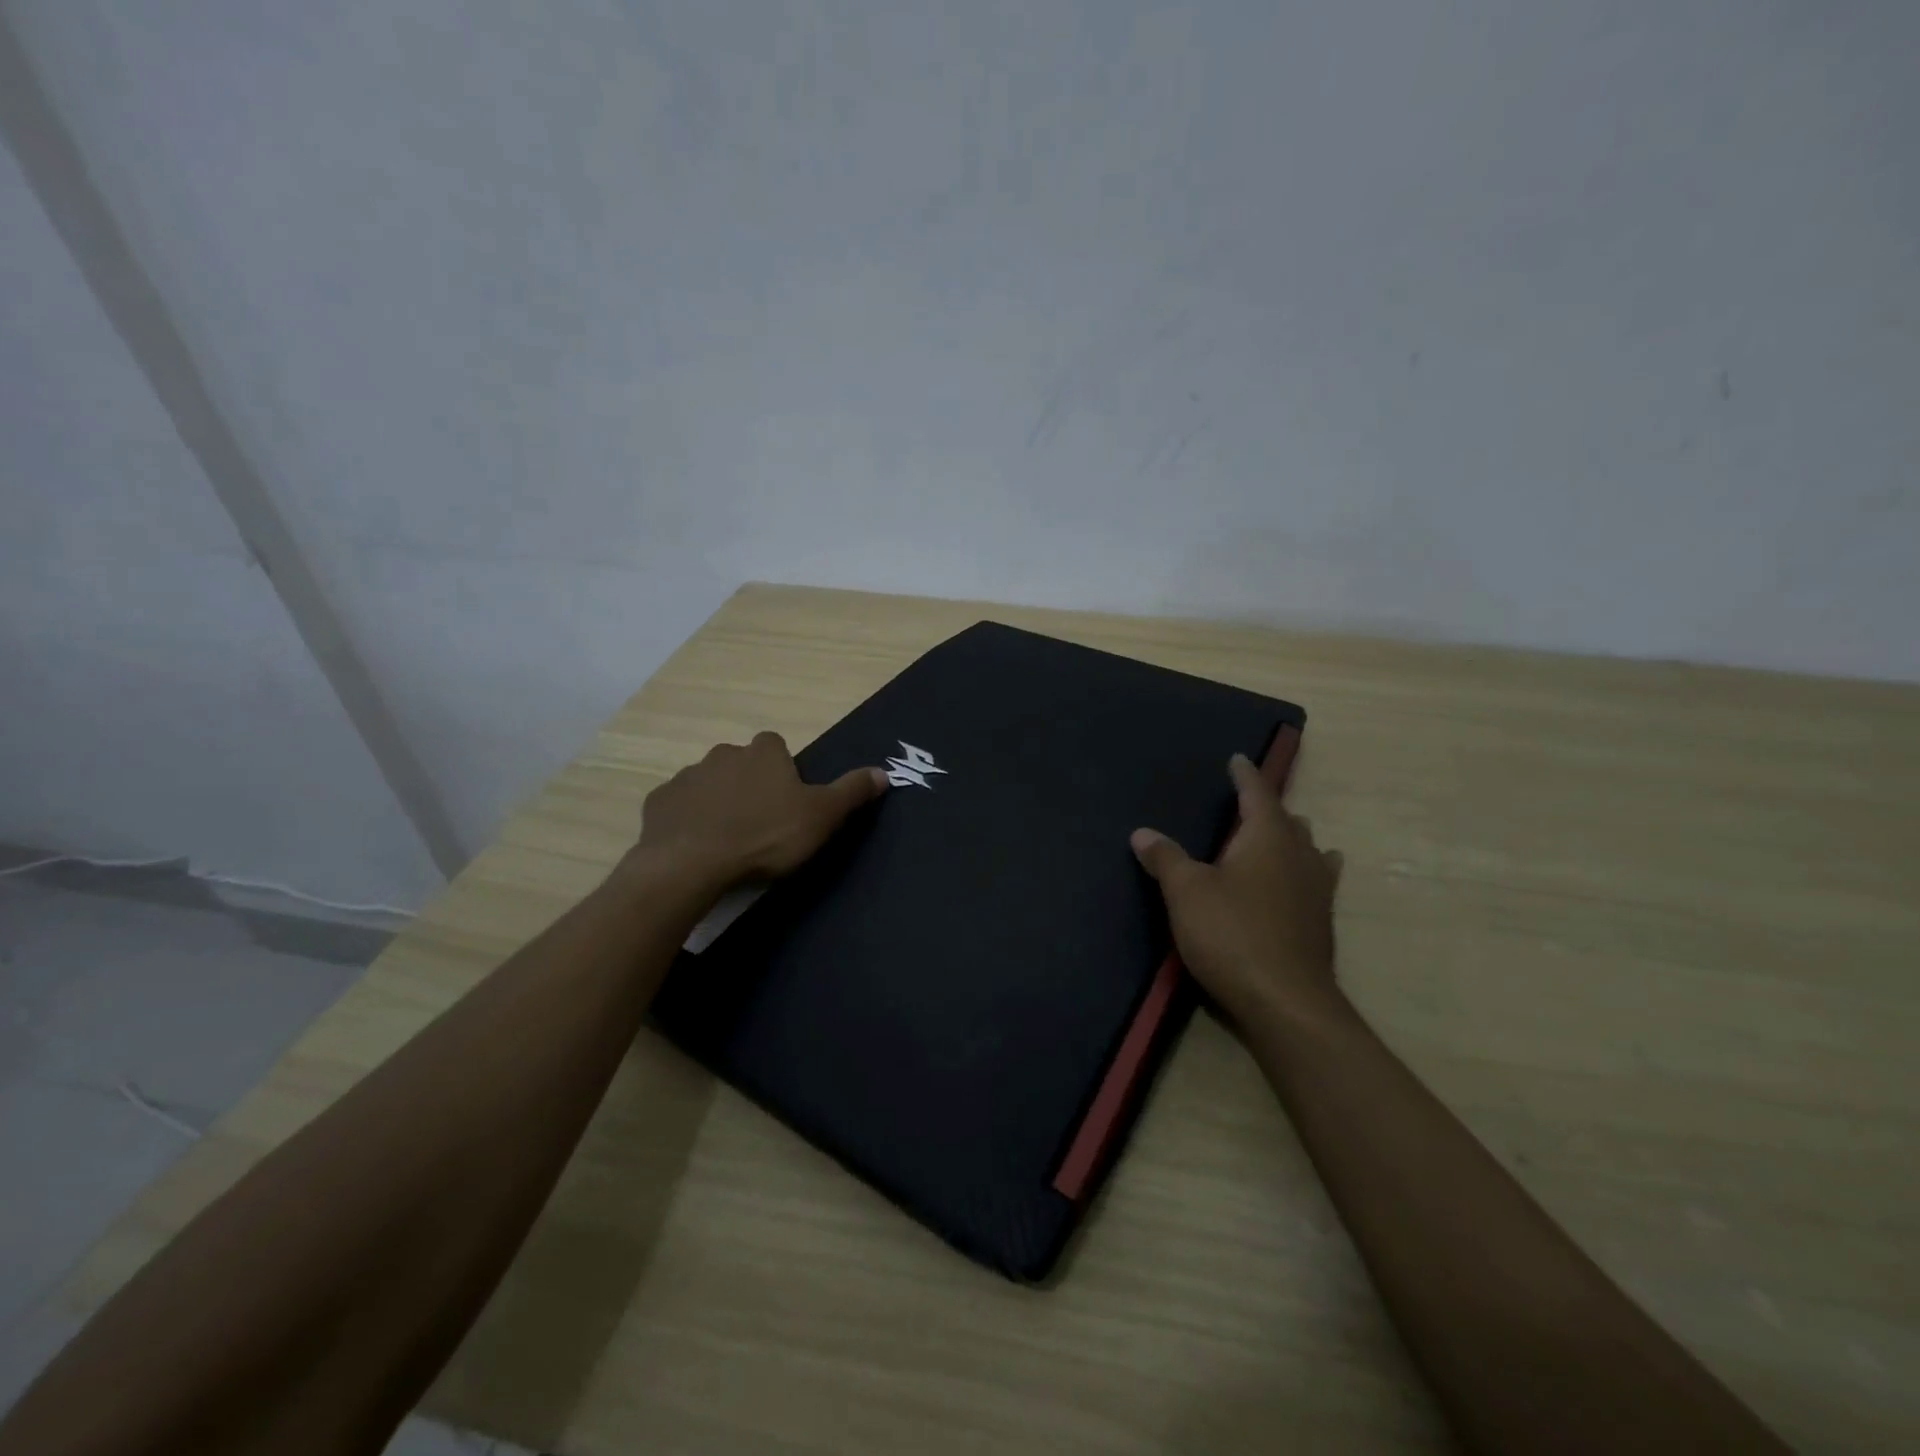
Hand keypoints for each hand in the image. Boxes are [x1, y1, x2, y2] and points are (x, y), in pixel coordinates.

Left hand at [634, 732, 887, 889]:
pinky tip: (697, 846)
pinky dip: (688, 820)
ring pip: (708, 784)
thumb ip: (852, 791)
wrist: (692, 864)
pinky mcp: (659, 803)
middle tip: (760, 823)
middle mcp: (723, 754)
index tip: (787, 799)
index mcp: (763, 752)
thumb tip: (884, 771)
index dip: (783, 769)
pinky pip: (678, 807)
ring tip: (729, 839)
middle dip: (749, 784)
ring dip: (717, 802)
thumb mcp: (822, 816)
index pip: (776, 745)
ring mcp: (687, 777)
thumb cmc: (766, 836)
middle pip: (741, 763)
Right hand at [1131, 754, 1344, 1027]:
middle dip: (1268, 807)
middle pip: (1287, 819)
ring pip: (1307, 848)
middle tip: (1247, 802)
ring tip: (1278, 834)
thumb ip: (1165, 858)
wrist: (1285, 1002)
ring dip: (1291, 837)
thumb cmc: (1231, 934)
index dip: (1245, 775)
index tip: (1238, 759)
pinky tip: (1310, 876)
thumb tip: (1142, 832)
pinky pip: (1317, 879)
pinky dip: (1308, 868)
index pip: (1257, 793)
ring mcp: (1317, 889)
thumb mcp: (1186, 893)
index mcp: (1267, 837)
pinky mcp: (1321, 921)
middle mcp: (1299, 854)